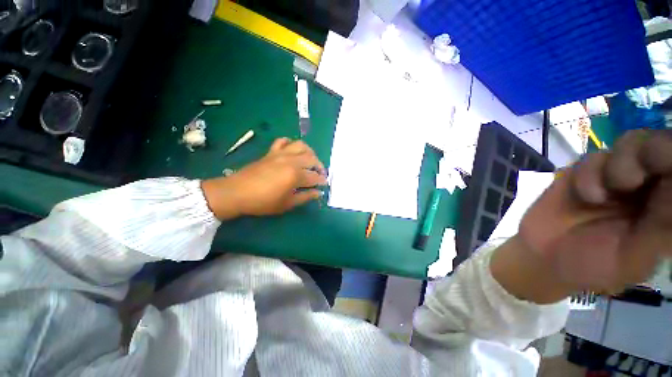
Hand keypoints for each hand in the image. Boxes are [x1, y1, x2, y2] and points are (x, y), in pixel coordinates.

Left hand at [201, 138, 326, 219]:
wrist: (237, 193)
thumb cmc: (263, 201)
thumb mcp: (287, 204)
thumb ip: (305, 197)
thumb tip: (318, 193)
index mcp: (295, 175)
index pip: (314, 177)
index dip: (321, 181)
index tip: (324, 184)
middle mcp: (291, 161)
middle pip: (312, 159)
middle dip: (320, 167)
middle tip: (320, 174)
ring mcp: (281, 154)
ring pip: (301, 146)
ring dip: (309, 152)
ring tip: (310, 160)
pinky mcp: (271, 152)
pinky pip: (283, 141)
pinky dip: (290, 143)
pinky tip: (292, 151)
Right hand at [515, 129, 671, 296]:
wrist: (545, 256)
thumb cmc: (593, 266)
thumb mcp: (633, 260)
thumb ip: (661, 230)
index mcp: (667, 208)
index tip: (665, 166)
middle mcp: (649, 187)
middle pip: (662, 145)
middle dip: (654, 152)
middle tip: (636, 178)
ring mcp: (615, 177)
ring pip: (632, 143)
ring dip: (620, 165)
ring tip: (605, 196)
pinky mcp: (584, 173)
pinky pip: (594, 158)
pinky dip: (589, 174)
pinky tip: (585, 196)